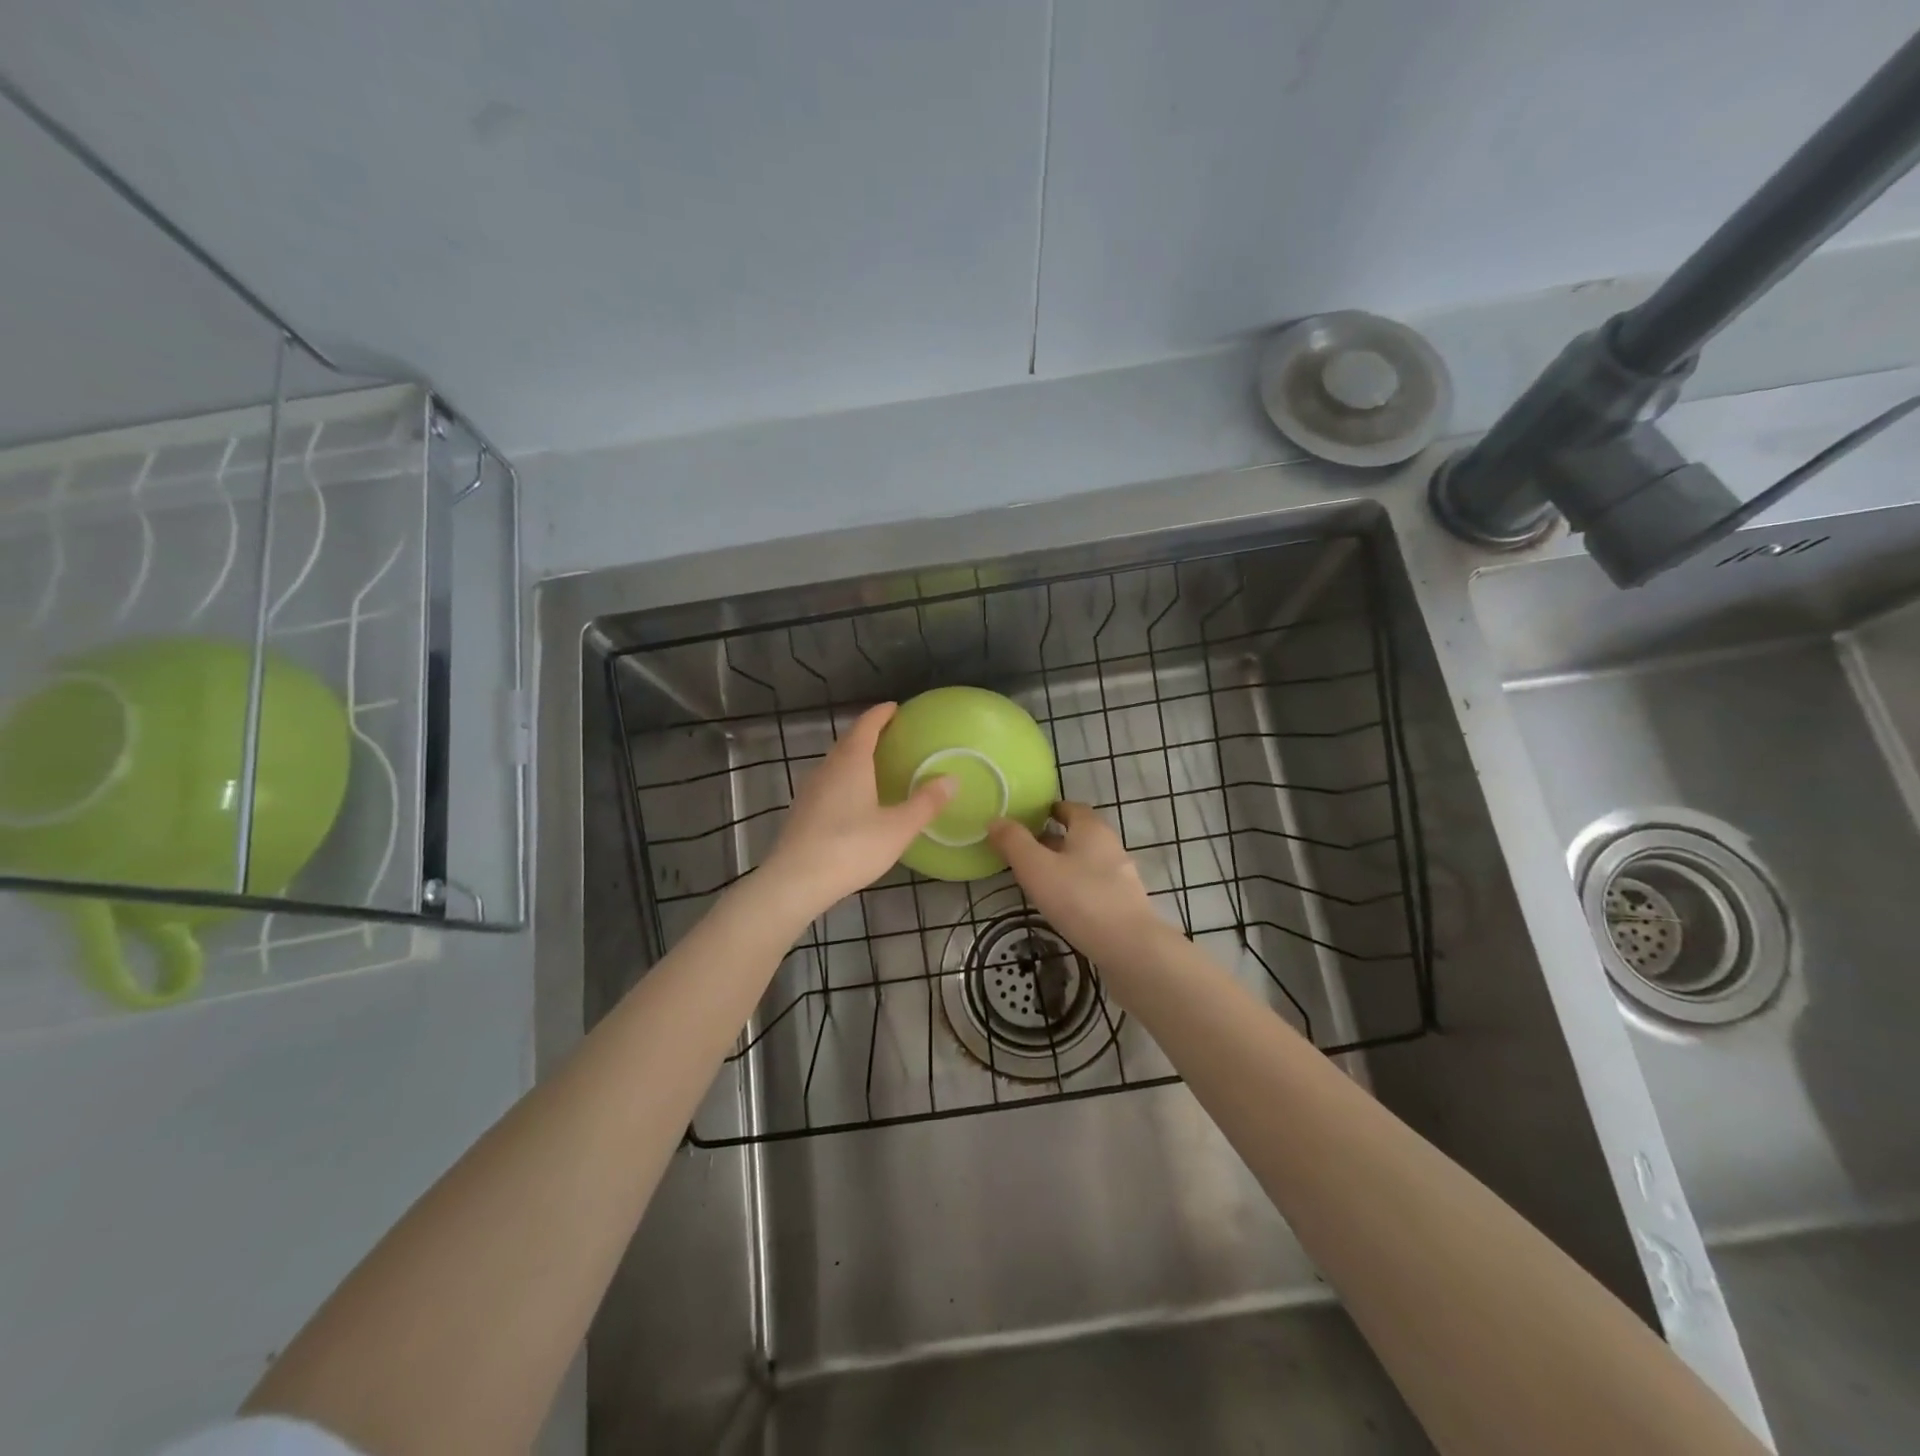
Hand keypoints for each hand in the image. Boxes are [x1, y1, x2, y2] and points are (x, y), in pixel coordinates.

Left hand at [760, 702, 954, 919]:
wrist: (795, 881)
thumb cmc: (851, 848)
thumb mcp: (898, 828)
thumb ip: (925, 803)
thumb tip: (952, 779)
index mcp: (851, 762)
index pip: (866, 726)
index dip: (881, 714)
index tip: (895, 708)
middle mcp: (827, 768)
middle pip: (848, 741)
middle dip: (869, 734)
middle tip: (892, 736)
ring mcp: (810, 790)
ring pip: (836, 763)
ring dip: (855, 758)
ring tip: (876, 766)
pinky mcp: (802, 811)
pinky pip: (828, 783)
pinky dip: (845, 780)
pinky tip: (855, 800)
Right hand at [988, 801, 1164, 965]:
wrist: (1129, 948)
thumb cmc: (1079, 898)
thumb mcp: (1036, 867)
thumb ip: (1014, 842)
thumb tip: (996, 820)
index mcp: (1091, 829)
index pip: (1071, 808)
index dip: (1050, 809)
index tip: (1029, 817)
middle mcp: (1110, 846)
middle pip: (1079, 835)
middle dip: (1053, 839)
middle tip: (1025, 849)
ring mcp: (1121, 876)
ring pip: (1087, 862)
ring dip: (1065, 865)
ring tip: (1038, 879)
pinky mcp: (1124, 904)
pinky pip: (1095, 886)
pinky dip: (1077, 888)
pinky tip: (1062, 905)